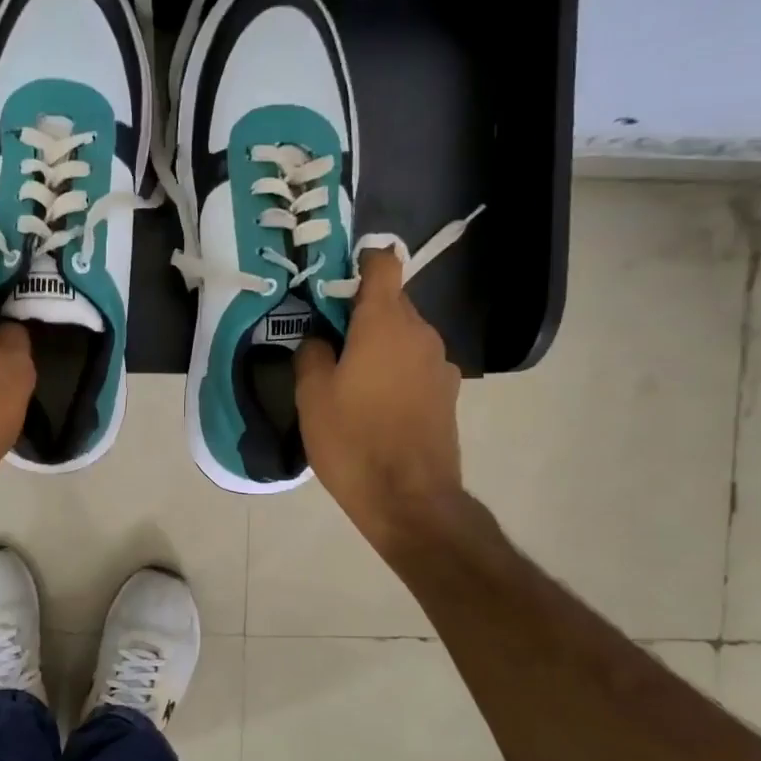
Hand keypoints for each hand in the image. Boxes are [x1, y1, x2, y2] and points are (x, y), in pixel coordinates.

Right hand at [295, 248, 465, 561]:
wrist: (409, 498)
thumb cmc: (353, 440)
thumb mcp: (312, 396)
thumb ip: (312, 354)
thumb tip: (320, 339)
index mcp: (385, 323)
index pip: (382, 265)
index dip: (360, 262)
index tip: (334, 279)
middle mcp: (421, 333)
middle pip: (392, 303)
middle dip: (361, 313)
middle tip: (329, 341)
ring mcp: (440, 364)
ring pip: (404, 337)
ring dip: (379, 345)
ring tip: (350, 379)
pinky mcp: (448, 394)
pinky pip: (416, 365)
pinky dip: (395, 371)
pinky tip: (376, 405)